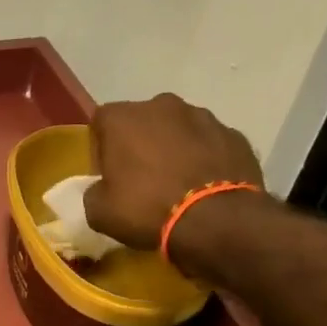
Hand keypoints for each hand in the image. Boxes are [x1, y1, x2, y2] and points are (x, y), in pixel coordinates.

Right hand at [85, 93, 264, 251]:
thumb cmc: (148, 210)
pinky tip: (204, 188)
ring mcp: (203, 116)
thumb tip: (102, 190)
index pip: (101, 123)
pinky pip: (209, 145)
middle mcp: (162, 105)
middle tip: (142, 180)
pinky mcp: (233, 134)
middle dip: (140, 145)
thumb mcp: (100, 213)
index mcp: (123, 118)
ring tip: (177, 185)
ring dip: (174, 150)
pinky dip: (204, 160)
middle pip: (142, 122)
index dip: (101, 150)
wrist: (216, 220)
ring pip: (178, 130)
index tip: (108, 176)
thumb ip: (93, 193)